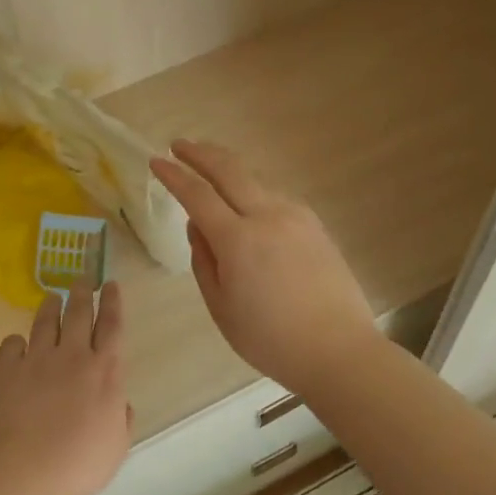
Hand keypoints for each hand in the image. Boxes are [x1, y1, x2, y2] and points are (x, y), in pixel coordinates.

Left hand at [0, 282, 131, 494]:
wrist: (24, 471)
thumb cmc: (79, 464)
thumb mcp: (116, 447)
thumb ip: (121, 419)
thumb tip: (119, 403)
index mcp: (105, 371)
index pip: (112, 326)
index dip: (113, 303)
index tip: (111, 285)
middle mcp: (72, 356)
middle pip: (78, 313)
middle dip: (82, 292)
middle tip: (82, 278)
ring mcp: (37, 360)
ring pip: (45, 322)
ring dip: (50, 307)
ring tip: (52, 297)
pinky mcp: (6, 371)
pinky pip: (11, 345)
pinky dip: (15, 342)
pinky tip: (16, 344)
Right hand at [151, 140, 384, 394]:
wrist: (338, 349)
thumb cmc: (270, 339)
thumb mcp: (221, 307)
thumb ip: (203, 260)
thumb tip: (197, 226)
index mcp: (238, 239)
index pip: (197, 194)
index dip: (174, 175)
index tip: (156, 161)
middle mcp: (267, 216)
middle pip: (229, 170)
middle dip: (200, 153)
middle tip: (180, 144)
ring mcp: (296, 217)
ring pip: (255, 181)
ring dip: (228, 171)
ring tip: (210, 172)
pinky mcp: (315, 225)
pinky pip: (275, 198)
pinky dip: (253, 192)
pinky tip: (247, 204)